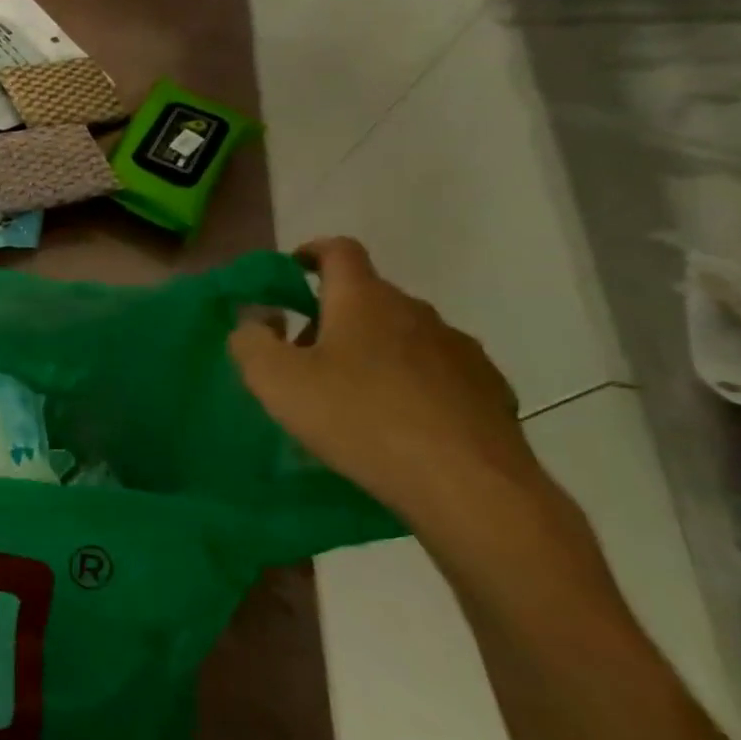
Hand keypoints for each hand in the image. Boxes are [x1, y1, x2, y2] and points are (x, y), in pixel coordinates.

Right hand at [229, 237, 548, 533]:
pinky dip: (412, 385)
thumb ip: (250, 340)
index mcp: (363, 299)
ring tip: (353, 398)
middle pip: (368, 297)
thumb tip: (256, 319)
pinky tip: (400, 424)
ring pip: (404, 336)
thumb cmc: (358, 419)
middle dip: (333, 317)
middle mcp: (416, 312)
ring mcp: (460, 351)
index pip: (339, 250)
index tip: (293, 269)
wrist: (470, 488)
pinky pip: (438, 374)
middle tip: (305, 359)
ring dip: (374, 352)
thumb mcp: (275, 380)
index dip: (312, 252)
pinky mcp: (490, 392)